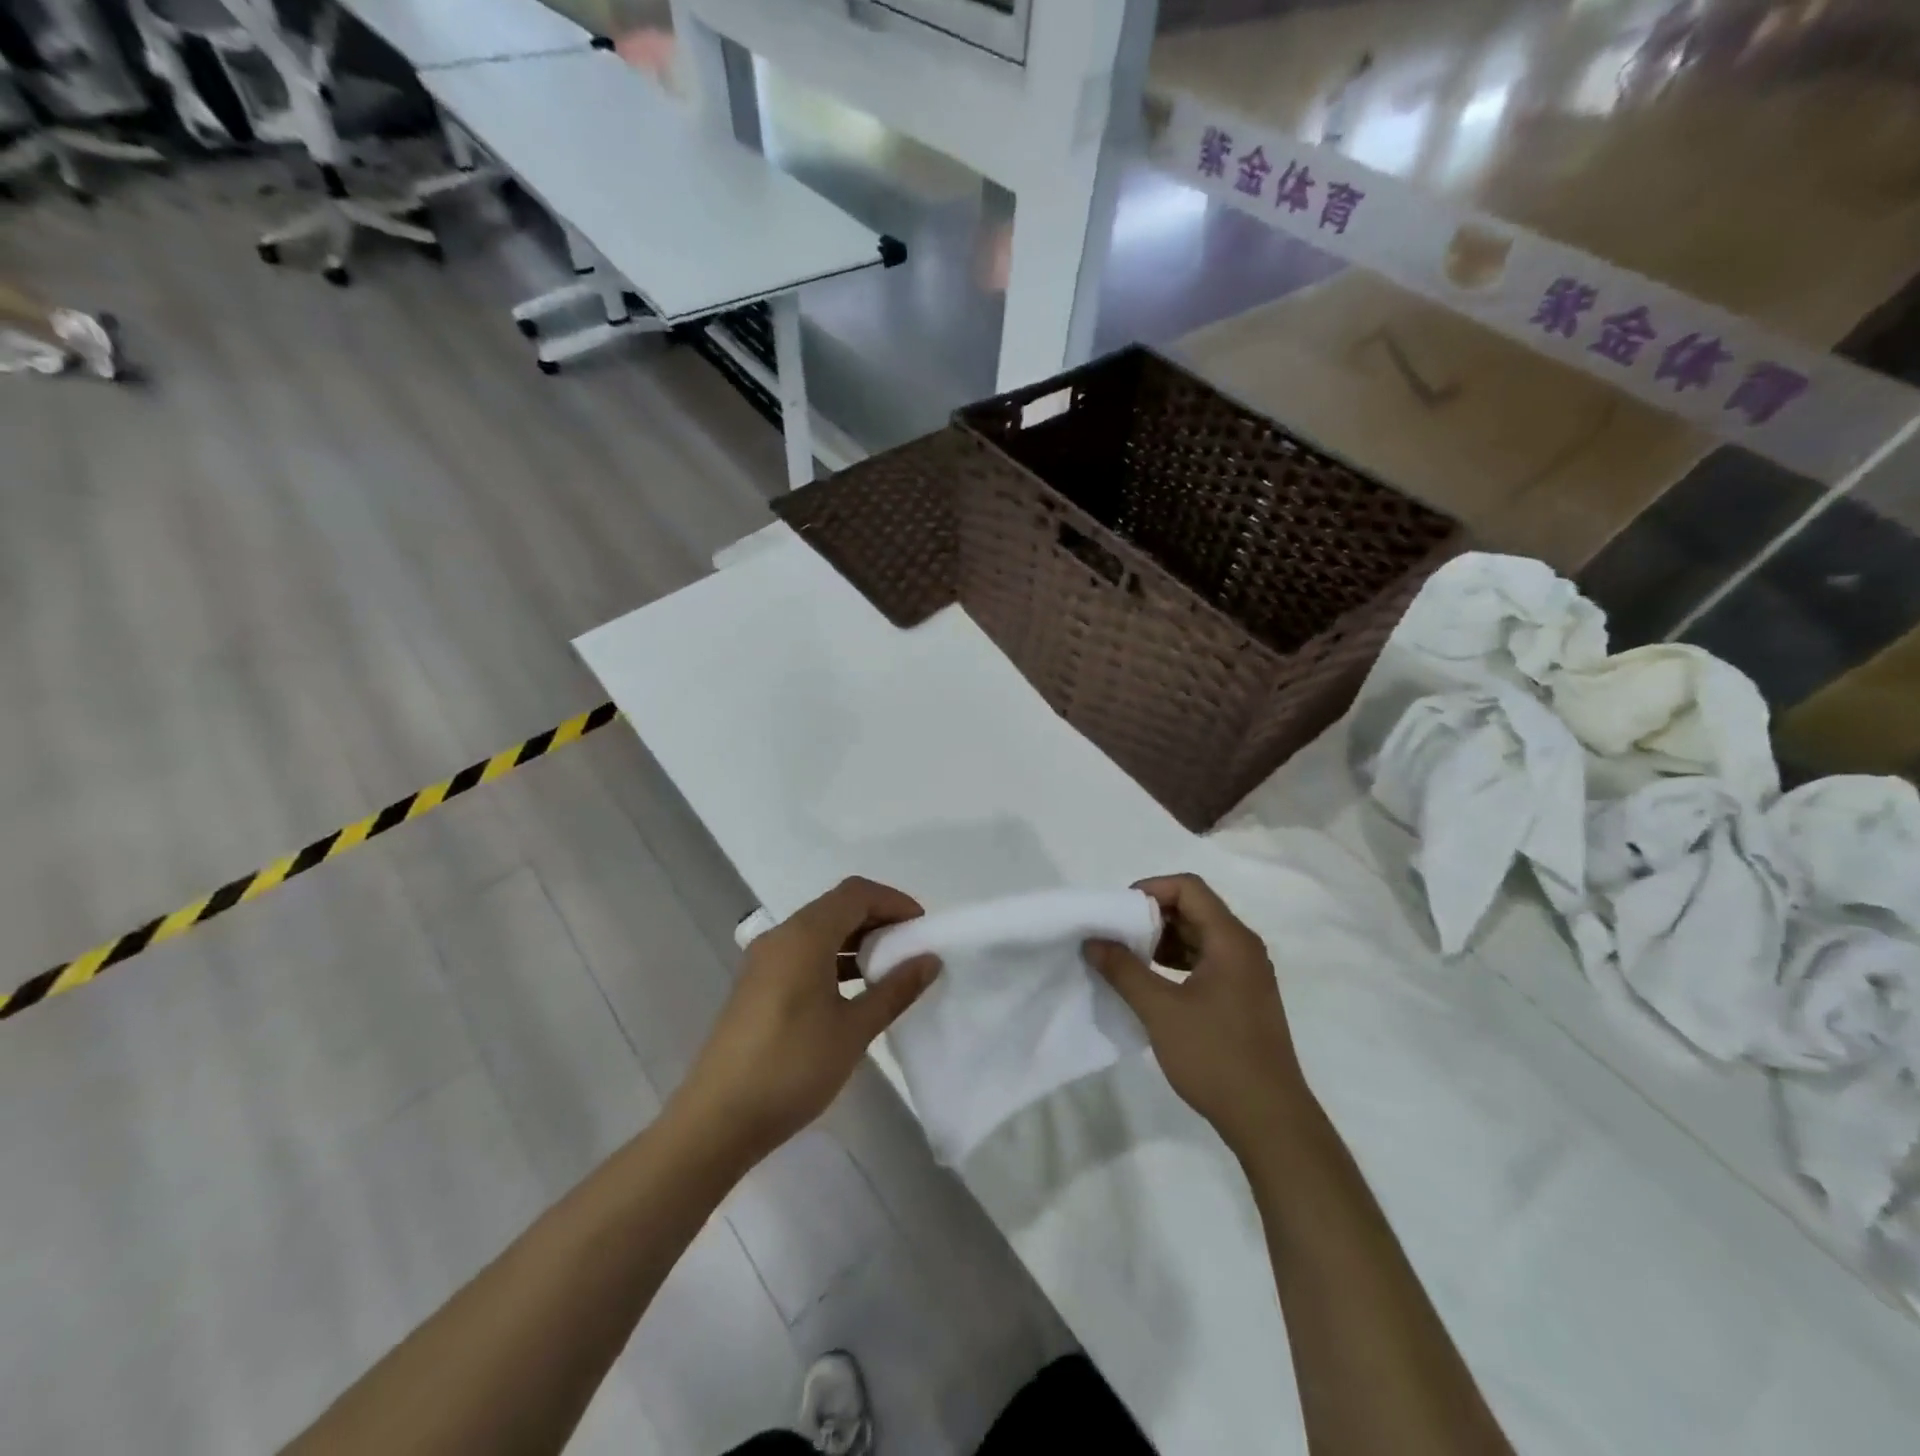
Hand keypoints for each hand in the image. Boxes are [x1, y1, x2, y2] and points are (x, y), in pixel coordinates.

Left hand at [675, 877, 939, 1165]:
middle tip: (910, 948)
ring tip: (888, 971)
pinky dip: (833, 959)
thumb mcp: (854, 1029)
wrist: (717, 1120)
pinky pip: (803, 953)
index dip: (893, 901)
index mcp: (804, 936)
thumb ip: (895, 989)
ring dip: (856, 941)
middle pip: (836, 907)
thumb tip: (930, 959)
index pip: (856, 894)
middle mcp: (781, 937)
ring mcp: (764, 961)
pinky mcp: (757, 986)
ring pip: (819, 931)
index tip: (921, 928)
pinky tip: (852, 991)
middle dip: (877, 919)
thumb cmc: (792, 1067)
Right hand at [1085, 874, 1310, 1155]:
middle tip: (1116, 935)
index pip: (1188, 888)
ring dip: (1162, 940)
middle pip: (1194, 909)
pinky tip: (1151, 983)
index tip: (1118, 912)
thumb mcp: (1161, 1010)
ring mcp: (1246, 975)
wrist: (1270, 1120)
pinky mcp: (1242, 999)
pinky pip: (1205, 962)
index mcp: (1231, 940)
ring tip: (1127, 959)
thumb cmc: (1216, 1057)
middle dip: (1152, 916)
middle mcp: (1243, 949)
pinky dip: (1176, 962)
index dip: (1150, 889)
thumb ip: (1123, 970)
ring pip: (1199, 937)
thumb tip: (1093, 941)